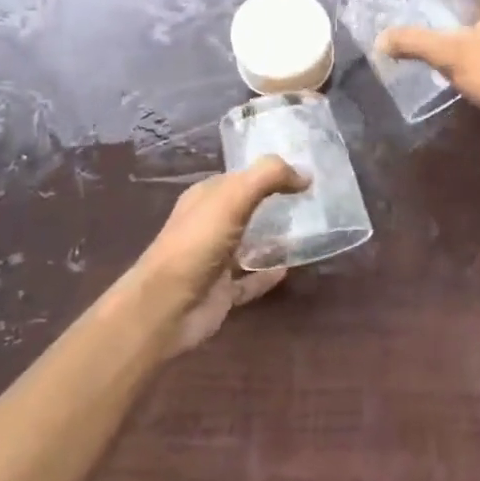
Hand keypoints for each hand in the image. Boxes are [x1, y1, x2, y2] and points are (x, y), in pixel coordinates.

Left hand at [132, 156, 306, 355]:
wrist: (166, 307)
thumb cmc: (196, 244)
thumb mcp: (232, 198)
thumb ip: (268, 177)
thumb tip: (306, 174)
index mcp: (204, 198)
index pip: (240, 177)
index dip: (269, 172)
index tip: (304, 172)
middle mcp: (208, 226)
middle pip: (246, 209)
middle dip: (274, 204)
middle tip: (313, 201)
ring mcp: (215, 260)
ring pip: (249, 244)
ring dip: (274, 239)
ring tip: (308, 232)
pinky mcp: (222, 291)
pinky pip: (251, 280)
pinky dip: (268, 275)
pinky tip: (291, 268)